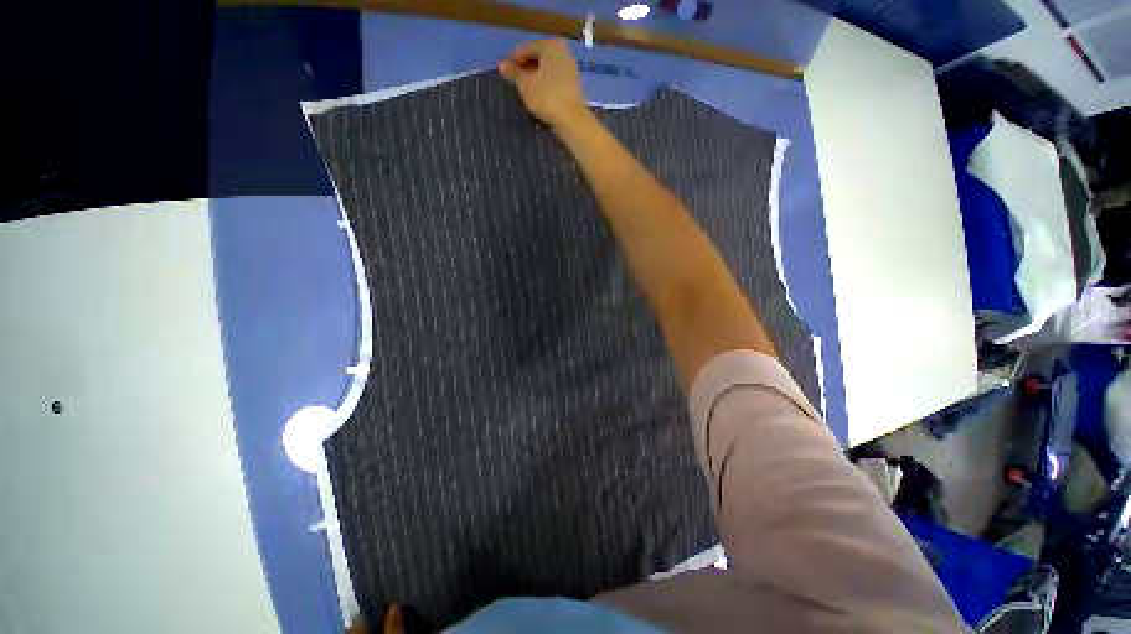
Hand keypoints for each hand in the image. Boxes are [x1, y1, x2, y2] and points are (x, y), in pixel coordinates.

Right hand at [498, 39, 592, 133]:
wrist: (572, 120)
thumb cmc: (546, 97)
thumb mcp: (525, 85)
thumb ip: (513, 73)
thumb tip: (501, 65)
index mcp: (550, 45)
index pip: (526, 49)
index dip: (513, 60)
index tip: (505, 73)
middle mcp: (562, 52)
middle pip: (538, 58)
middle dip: (525, 69)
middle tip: (515, 83)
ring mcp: (570, 69)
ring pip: (546, 70)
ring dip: (535, 78)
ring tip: (525, 91)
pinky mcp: (573, 85)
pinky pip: (554, 81)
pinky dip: (545, 86)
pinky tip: (538, 97)